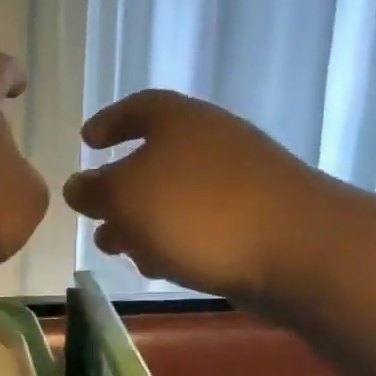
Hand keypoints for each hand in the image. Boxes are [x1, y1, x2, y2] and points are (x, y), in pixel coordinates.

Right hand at [63, 90, 338, 298]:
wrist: (298, 249)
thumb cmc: (198, 212)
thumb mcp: (125, 197)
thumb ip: (93, 191)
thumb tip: (77, 186)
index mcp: (178, 121)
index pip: (136, 108)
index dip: (108, 122)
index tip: (87, 140)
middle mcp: (210, 141)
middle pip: (154, 158)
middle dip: (120, 191)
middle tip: (96, 216)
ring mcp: (238, 180)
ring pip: (175, 197)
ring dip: (142, 222)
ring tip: (118, 250)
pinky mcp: (256, 218)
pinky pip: (201, 223)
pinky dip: (174, 239)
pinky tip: (161, 267)